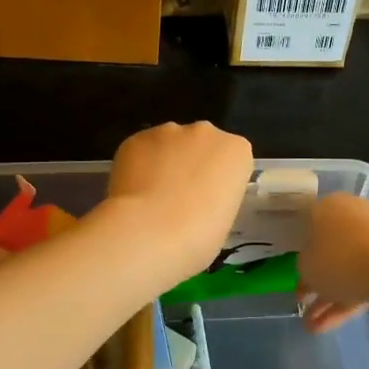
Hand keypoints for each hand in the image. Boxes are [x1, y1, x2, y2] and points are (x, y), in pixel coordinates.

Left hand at [102, 122, 252, 282]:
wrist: (149, 232)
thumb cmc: (198, 236)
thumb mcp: (224, 220)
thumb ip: (215, 197)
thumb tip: (197, 199)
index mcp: (236, 151)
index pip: (232, 159)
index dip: (219, 180)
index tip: (209, 201)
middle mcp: (205, 132)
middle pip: (201, 144)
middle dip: (192, 164)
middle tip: (180, 198)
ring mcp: (168, 131)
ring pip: (168, 144)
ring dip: (164, 162)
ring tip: (151, 197)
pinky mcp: (136, 138)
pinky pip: (141, 150)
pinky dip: (138, 166)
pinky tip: (133, 192)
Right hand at [297, 193, 368, 331]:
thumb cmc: (340, 259)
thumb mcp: (306, 266)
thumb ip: (304, 266)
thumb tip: (310, 267)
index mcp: (328, 206)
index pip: (308, 224)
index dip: (300, 250)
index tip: (295, 271)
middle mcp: (353, 215)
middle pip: (330, 250)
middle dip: (315, 281)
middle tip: (303, 303)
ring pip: (347, 269)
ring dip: (328, 298)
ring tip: (312, 327)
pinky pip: (365, 279)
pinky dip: (347, 302)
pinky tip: (329, 327)